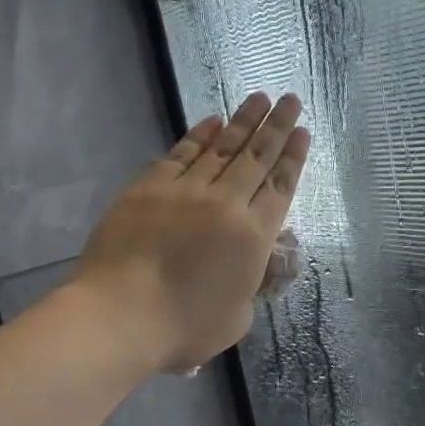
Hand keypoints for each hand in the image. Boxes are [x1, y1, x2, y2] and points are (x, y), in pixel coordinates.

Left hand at [70, 92, 309, 372]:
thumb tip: (248, 267)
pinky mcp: (149, 189)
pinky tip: (212, 121)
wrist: (121, 315)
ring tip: (260, 98)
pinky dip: (199, 136)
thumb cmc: (185, 327)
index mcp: (253, 236)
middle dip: (277, 126)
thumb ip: (250, 285)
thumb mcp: (238, 317)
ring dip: (243, 121)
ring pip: (222, 148)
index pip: (280, 187)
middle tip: (291, 100)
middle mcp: (226, 204)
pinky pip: (180, 154)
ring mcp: (186, 192)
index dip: (294, 157)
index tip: (303, 132)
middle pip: (257, 157)